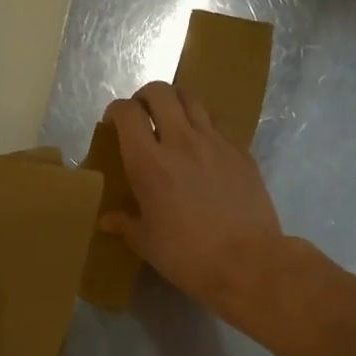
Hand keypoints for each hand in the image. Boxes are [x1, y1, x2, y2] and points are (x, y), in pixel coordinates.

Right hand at [101, 81, 285, 313]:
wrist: (248, 263)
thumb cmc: (188, 255)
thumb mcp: (147, 242)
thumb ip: (125, 223)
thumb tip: (106, 220)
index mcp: (149, 162)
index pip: (127, 112)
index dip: (116, 111)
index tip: (113, 124)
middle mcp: (181, 141)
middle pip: (161, 92)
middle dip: (145, 96)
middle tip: (142, 115)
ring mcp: (215, 143)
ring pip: (192, 100)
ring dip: (176, 103)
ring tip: (172, 122)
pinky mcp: (241, 152)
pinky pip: (218, 124)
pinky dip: (204, 126)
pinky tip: (203, 149)